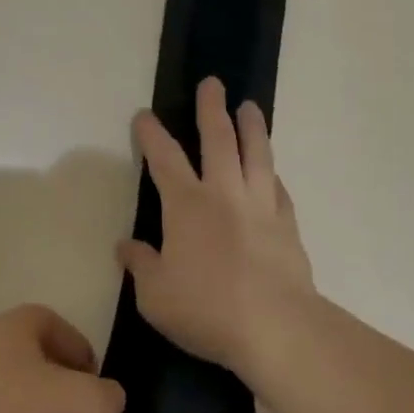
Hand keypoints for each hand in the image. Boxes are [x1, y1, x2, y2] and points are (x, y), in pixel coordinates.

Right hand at [120, 77, 316, 373]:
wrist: (276, 328)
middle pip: (218, 140)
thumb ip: (141, 265)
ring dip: (252, 127)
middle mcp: (223, 194)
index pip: (164, 159)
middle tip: (212, 83)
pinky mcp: (287, 226)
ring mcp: (260, 207)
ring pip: (256, 155)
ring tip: (250, 106)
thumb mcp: (155, 295)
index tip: (144, 115)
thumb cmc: (206, 309)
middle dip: (211, 109)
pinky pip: (279, 190)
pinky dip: (272, 175)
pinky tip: (273, 172)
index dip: (152, 135)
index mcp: (186, 205)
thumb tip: (126, 246)